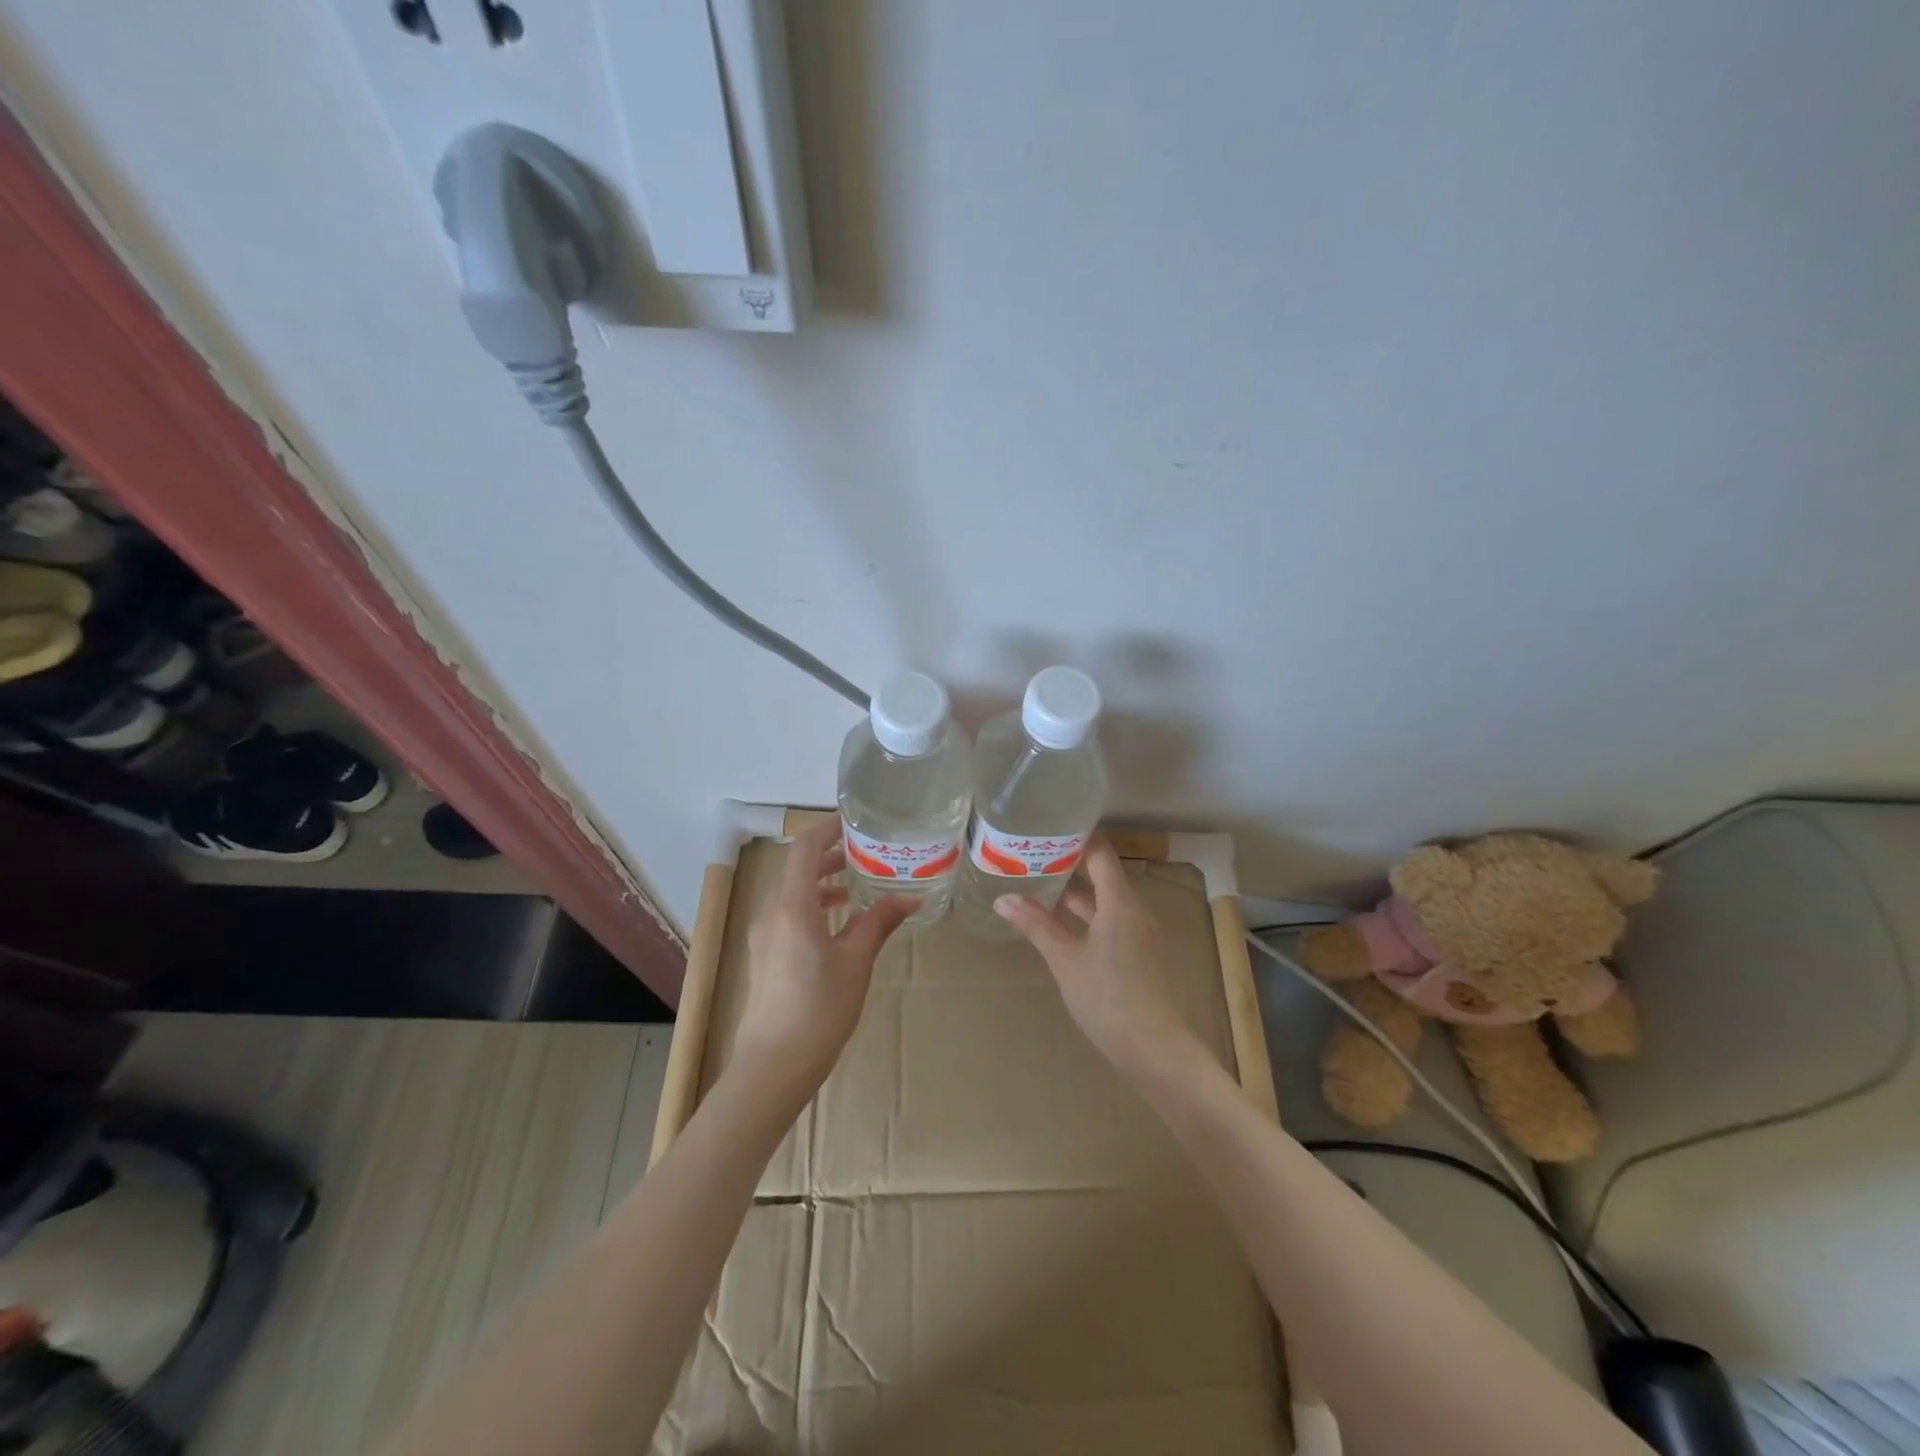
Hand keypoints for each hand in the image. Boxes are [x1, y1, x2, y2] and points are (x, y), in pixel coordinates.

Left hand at [736, 818, 915, 1097]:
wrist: (774, 1066)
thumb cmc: (820, 1009)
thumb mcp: (857, 961)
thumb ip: (880, 922)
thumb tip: (911, 897)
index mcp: (793, 907)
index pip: (805, 849)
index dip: (827, 829)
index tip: (855, 822)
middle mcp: (772, 913)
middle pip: (798, 869)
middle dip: (830, 856)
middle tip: (866, 854)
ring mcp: (764, 935)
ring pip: (792, 893)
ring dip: (822, 883)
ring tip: (856, 888)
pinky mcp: (765, 955)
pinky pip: (788, 914)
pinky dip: (813, 906)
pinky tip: (838, 924)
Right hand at [994, 840, 1195, 1075]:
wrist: (1155, 1049)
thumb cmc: (1108, 998)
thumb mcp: (1065, 960)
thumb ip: (1036, 925)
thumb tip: (1002, 898)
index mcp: (1120, 902)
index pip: (1100, 852)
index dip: (1076, 837)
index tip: (1046, 829)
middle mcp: (1134, 908)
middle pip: (1102, 872)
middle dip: (1069, 862)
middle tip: (1032, 853)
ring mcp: (1139, 931)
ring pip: (1105, 898)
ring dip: (1075, 889)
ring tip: (1038, 880)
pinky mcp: (1138, 951)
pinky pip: (1110, 918)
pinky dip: (1085, 912)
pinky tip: (1058, 920)